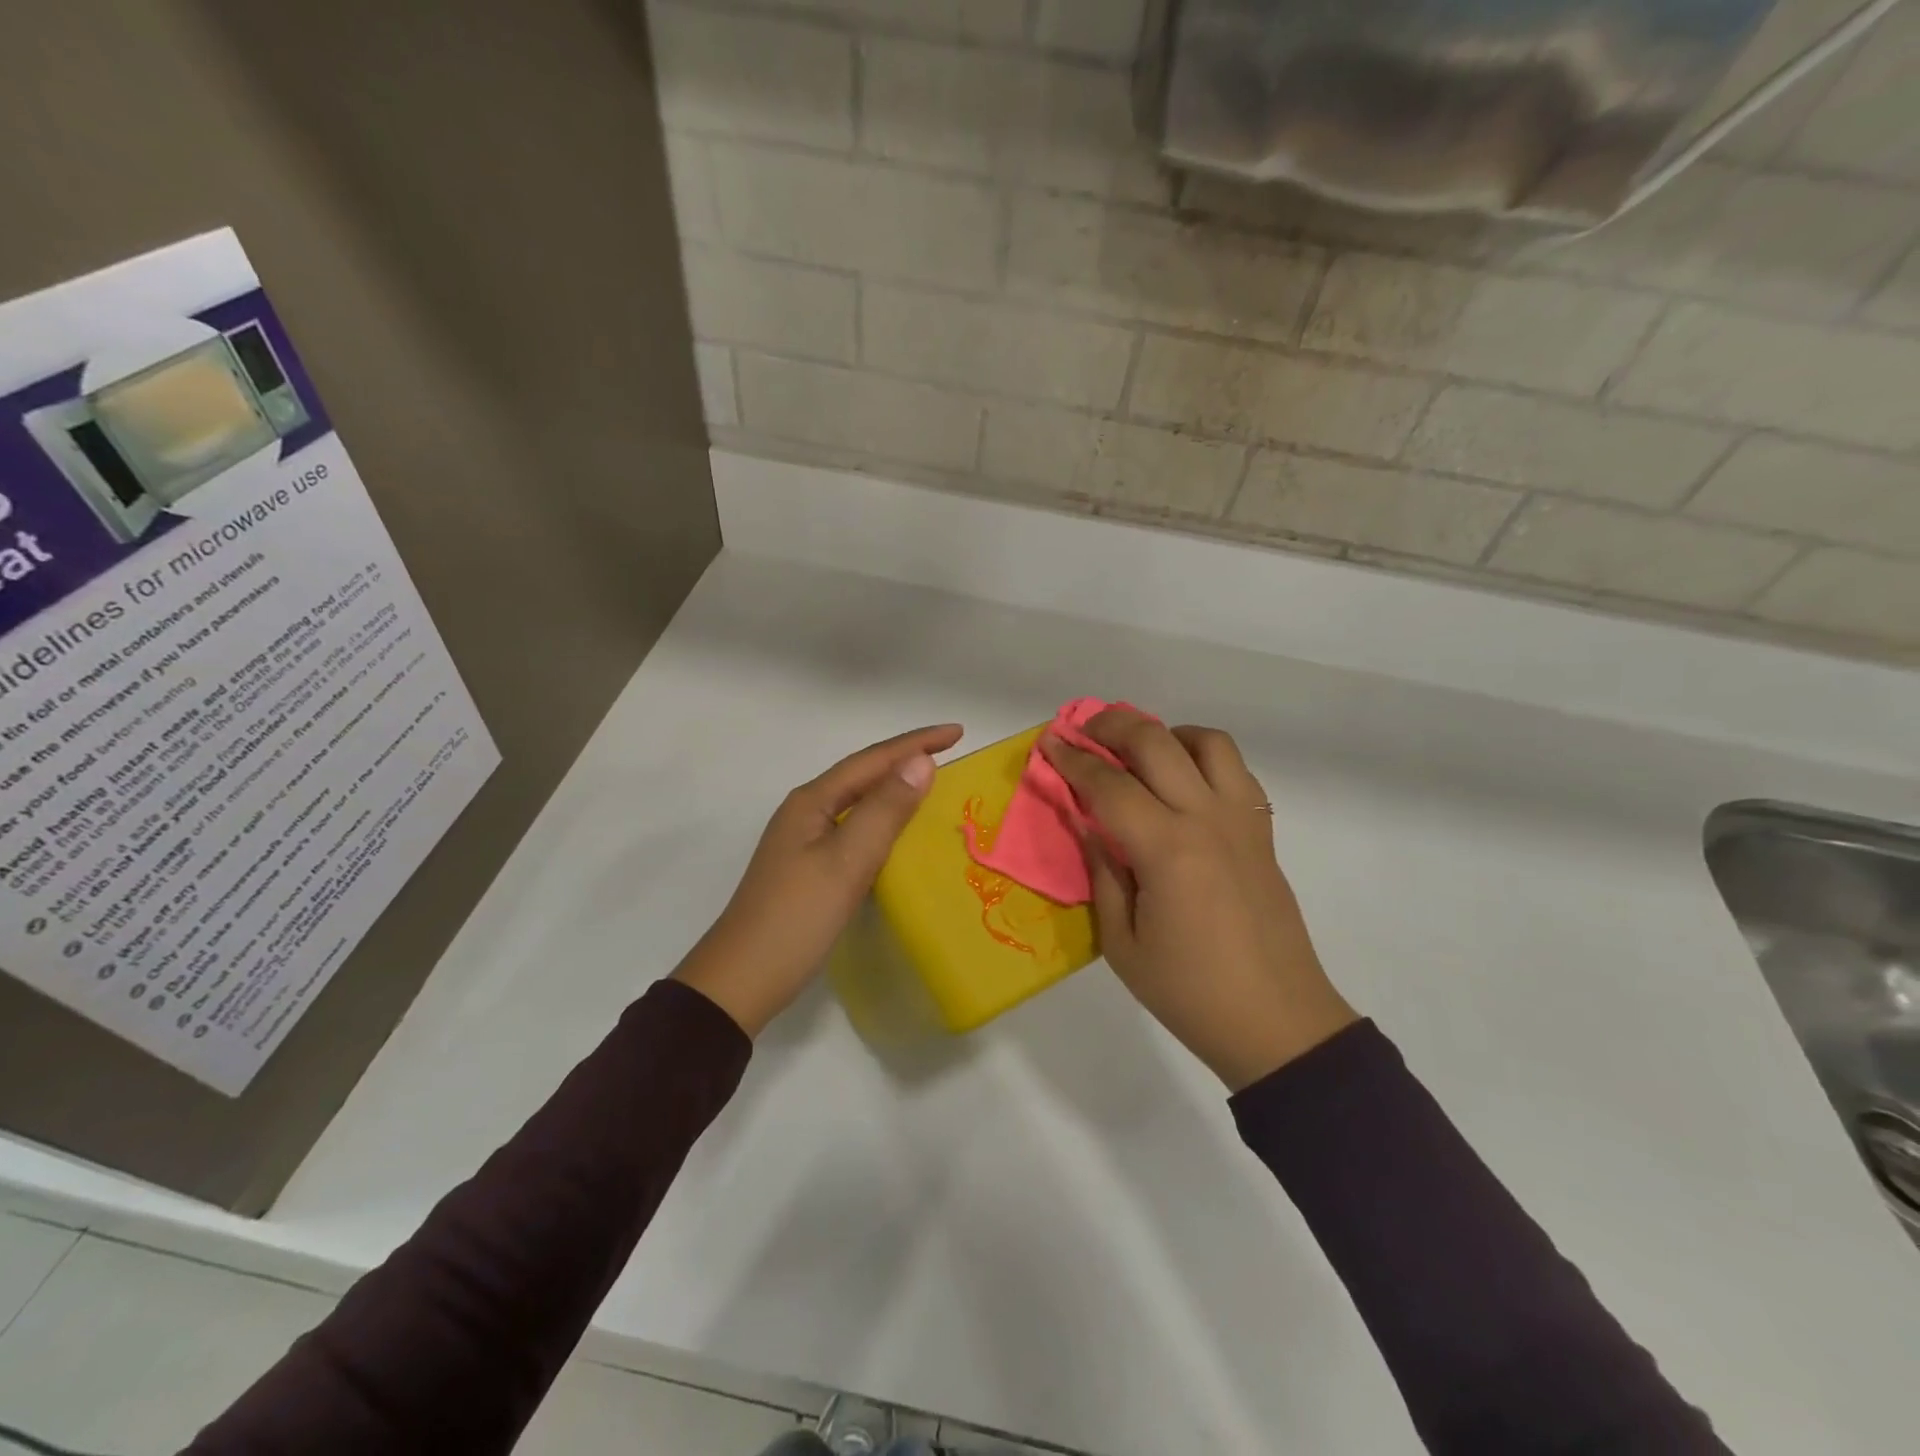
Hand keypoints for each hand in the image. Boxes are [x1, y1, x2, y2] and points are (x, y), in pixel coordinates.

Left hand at [674, 723, 963, 1035]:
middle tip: (950, 752)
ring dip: (894, 788)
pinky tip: (898, 833)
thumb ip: (885, 810)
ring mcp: (803, 840)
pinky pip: (854, 828)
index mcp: (812, 801)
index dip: (915, 743)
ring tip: (932, 784)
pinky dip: (882, 821)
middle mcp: (805, 812)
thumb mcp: (846, 861)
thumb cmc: (797, 917)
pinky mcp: (808, 867)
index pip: (872, 760)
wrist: (743, 980)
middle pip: (863, 774)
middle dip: (905, 759)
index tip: (958, 732)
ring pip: (858, 801)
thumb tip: (921, 761)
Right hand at [1040, 709, 1356, 1090]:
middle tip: (1085, 732)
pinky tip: (1183, 783)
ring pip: (1208, 742)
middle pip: (1156, 742)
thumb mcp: (1122, 944)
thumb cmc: (1189, 992)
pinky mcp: (1263, 832)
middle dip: (1113, 726)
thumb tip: (1089, 826)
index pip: (1108, 784)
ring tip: (1140, 753)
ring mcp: (1242, 821)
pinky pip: (1236, 771)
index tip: (1049, 742)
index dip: (1072, 760)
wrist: (1276, 1022)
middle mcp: (1207, 819)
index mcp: (1166, 849)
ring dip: (1167, 734)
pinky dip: (1204, 758)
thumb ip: (1102, 874)